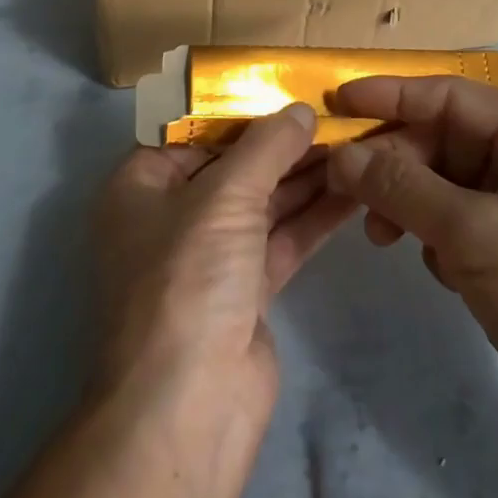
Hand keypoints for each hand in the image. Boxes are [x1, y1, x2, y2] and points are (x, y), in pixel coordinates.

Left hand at [93, 104, 356, 421]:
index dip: (240, 109)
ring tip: (356, 142)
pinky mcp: (245, 291)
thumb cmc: (186, 279)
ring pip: (263, 202)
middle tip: (337, 114)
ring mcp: (210, 257)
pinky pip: (282, 238)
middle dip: (284, 143)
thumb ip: (266, 148)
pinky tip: (354, 189)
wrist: (187, 409)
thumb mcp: (223, 197)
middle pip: (234, 165)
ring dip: (306, 176)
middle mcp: (171, 216)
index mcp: (141, 185)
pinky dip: (314, 215)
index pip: (193, 131)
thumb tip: (301, 111)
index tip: (289, 88)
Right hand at [327, 77, 497, 445]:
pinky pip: (455, 217)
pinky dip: (433, 234)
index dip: (393, 95)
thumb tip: (338, 155)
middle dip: (396, 163)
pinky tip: (437, 269)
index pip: (454, 96)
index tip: (339, 100)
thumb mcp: (470, 233)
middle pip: (445, 139)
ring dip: (407, 202)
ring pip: (444, 181)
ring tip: (381, 235)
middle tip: (346, 186)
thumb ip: (399, 185)